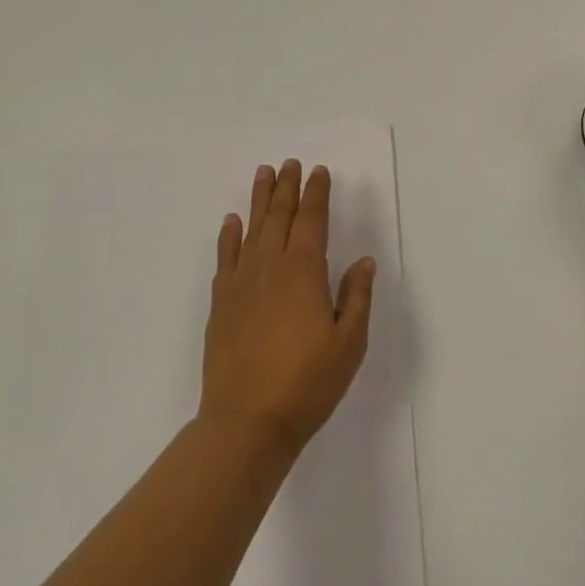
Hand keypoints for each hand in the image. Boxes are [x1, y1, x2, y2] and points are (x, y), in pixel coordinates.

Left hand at [200, 159, 375, 457]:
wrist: (246, 422)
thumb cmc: (307, 383)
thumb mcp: (349, 343)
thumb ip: (356, 297)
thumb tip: (363, 261)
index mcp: (304, 272)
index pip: (312, 220)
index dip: (316, 194)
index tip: (319, 172)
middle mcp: (270, 267)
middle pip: (279, 216)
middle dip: (287, 187)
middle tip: (290, 163)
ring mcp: (241, 284)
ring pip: (252, 230)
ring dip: (260, 200)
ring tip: (264, 174)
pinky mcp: (222, 304)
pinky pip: (226, 258)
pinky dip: (229, 236)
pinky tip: (232, 222)